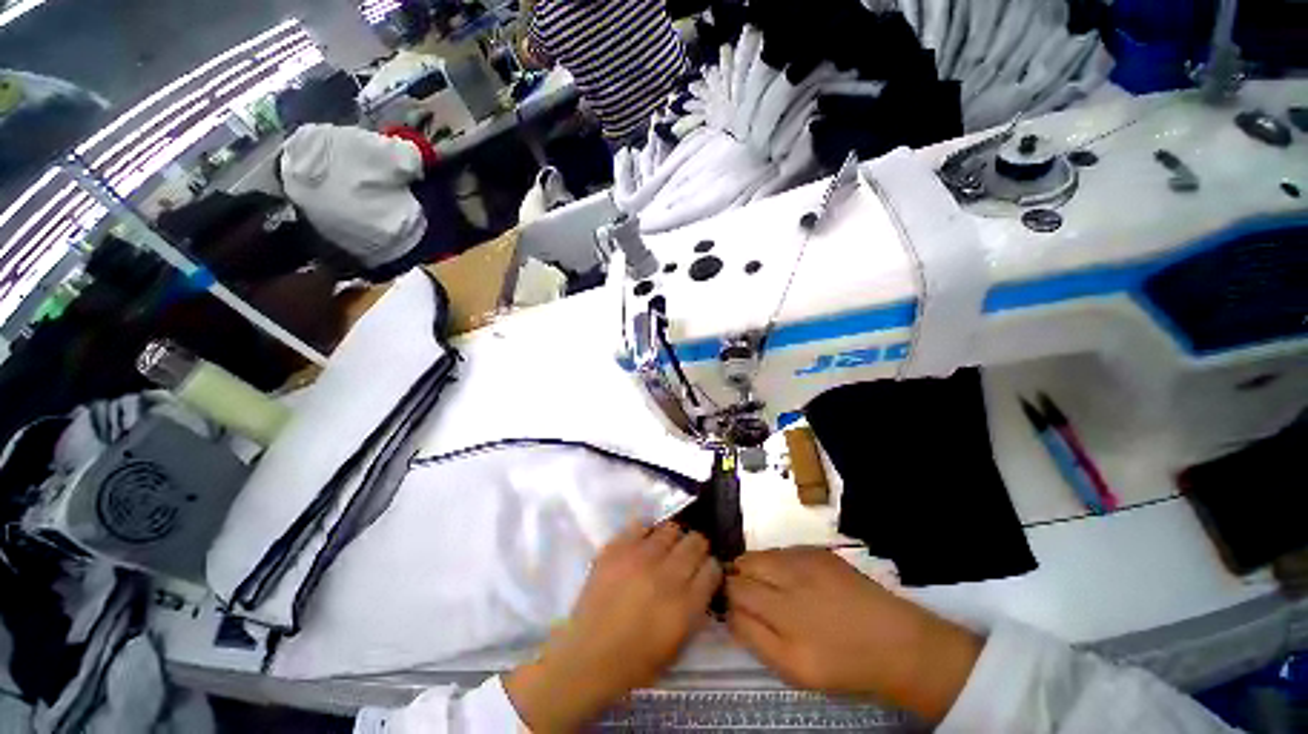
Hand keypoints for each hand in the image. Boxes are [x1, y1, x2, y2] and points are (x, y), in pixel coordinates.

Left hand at [505, 523, 721, 731]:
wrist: (587, 657)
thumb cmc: (635, 661)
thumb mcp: (678, 645)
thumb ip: (695, 608)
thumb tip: (702, 579)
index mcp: (685, 605)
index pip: (712, 568)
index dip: (710, 567)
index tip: (703, 570)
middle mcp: (667, 575)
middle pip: (695, 541)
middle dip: (696, 547)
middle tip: (686, 555)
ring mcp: (640, 558)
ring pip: (671, 528)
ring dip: (672, 538)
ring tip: (664, 548)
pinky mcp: (617, 548)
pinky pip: (640, 525)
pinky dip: (646, 532)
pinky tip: (642, 544)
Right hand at [725, 548, 981, 721]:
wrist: (895, 642)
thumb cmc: (842, 664)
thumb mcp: (794, 669)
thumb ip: (754, 639)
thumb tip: (729, 612)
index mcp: (782, 614)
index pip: (736, 591)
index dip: (726, 595)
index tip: (728, 604)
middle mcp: (790, 578)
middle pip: (744, 565)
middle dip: (737, 577)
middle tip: (744, 594)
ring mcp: (805, 559)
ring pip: (761, 554)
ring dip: (754, 568)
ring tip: (765, 587)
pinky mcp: (817, 551)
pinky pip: (781, 550)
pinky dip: (775, 562)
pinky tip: (787, 579)